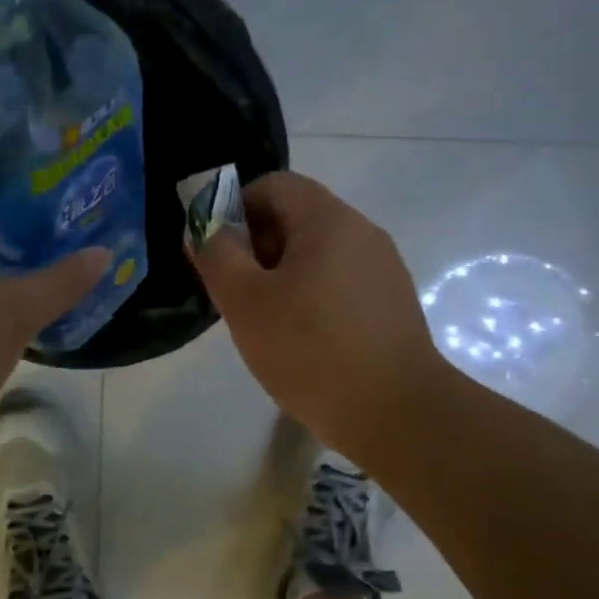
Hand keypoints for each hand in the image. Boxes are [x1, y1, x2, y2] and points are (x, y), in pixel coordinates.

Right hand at [187, 172, 450, 466]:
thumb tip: (202, 226)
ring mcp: (383, 268)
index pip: (274, 185)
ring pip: (318, 253)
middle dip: (257, 246)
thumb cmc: (310, 350)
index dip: (235, 209)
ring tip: (267, 323)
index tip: (219, 255)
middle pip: (297, 217)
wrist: (396, 413)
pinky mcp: (392, 303)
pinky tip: (303, 341)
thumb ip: (216, 255)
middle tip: (236, 293)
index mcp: (328, 220)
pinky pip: (340, 281)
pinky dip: (312, 296)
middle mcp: (362, 232)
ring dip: (282, 275)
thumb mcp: (245, 302)